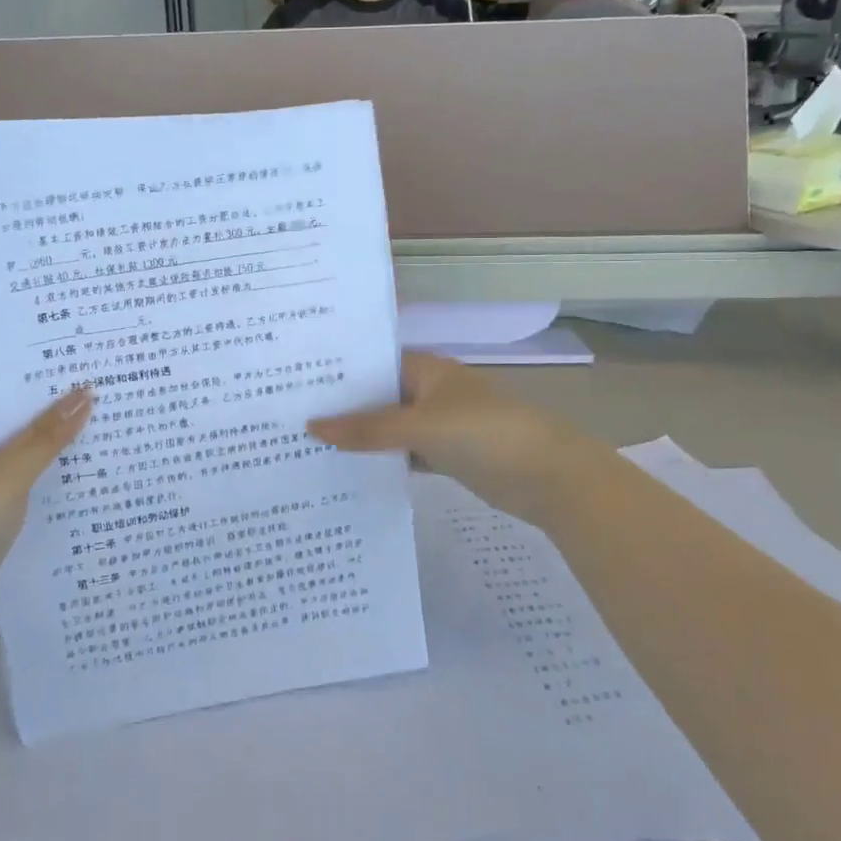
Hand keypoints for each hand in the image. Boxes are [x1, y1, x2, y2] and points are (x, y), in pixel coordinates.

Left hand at [0, 385, 93, 619]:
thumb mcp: (6, 473)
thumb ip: (47, 435)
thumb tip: (85, 391)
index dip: (35, 383)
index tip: (80, 368)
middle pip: (13, 430)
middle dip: (53, 418)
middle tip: (106, 396)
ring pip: (20, 465)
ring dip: (53, 456)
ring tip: (107, 433)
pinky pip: (23, 497)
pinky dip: (47, 490)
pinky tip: (86, 484)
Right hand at [308, 353, 599, 529]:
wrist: (550, 477)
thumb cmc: (484, 433)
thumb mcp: (421, 426)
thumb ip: (367, 429)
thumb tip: (312, 426)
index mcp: (427, 369)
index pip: (373, 364)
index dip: (338, 373)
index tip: (295, 383)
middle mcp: (431, 392)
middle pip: (379, 397)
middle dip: (344, 409)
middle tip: (290, 419)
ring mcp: (441, 424)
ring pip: (391, 428)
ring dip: (362, 438)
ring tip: (307, 445)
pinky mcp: (448, 455)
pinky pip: (406, 453)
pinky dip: (384, 460)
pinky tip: (349, 471)